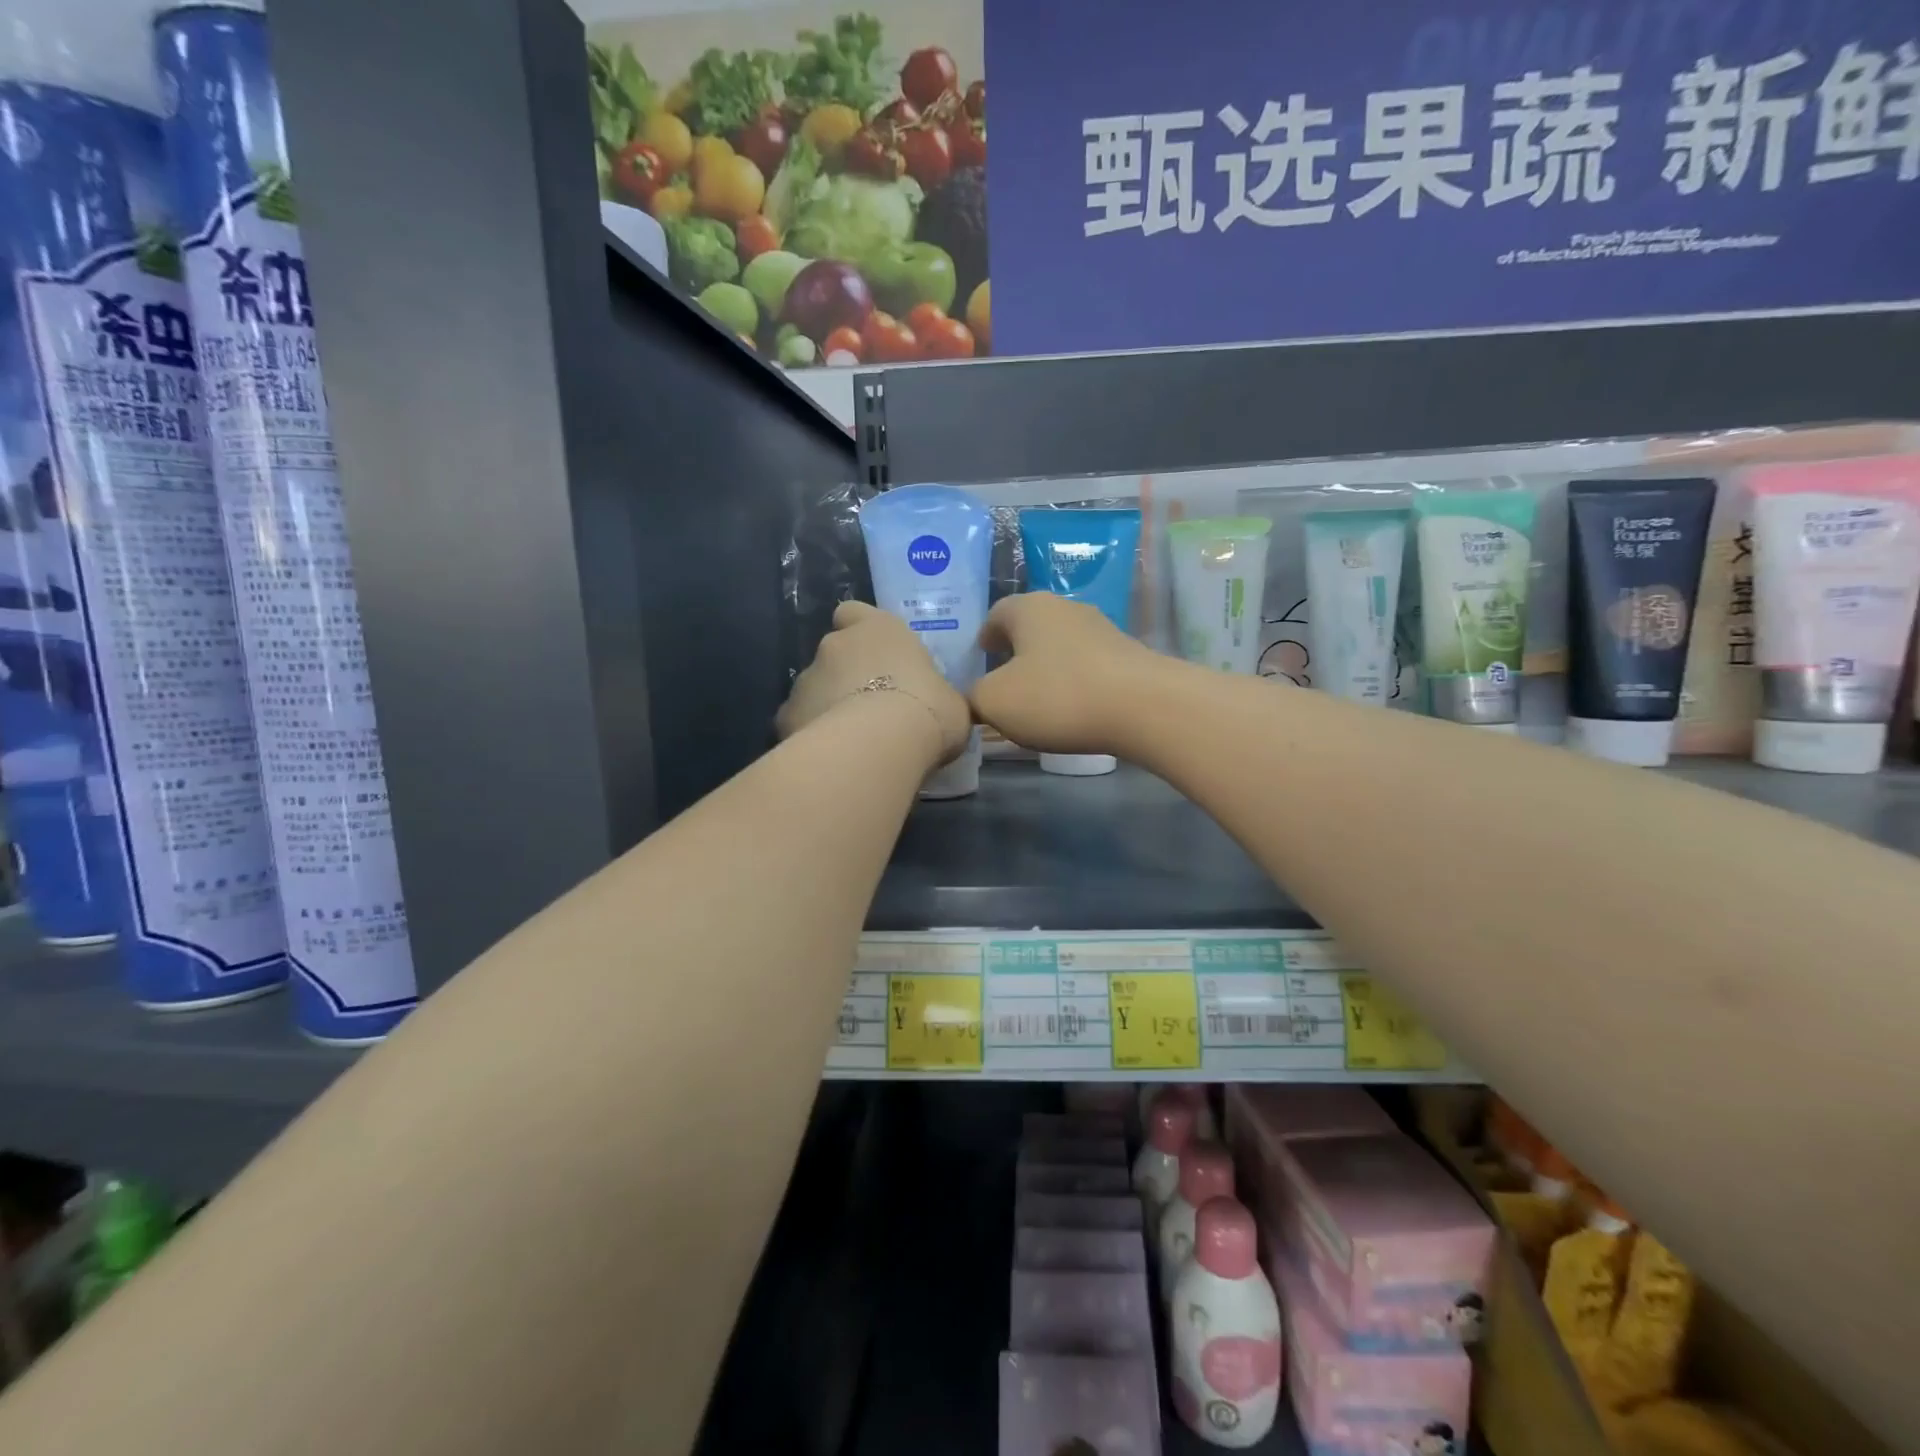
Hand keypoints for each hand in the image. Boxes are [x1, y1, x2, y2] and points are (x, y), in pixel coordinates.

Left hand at [777, 601, 970, 762]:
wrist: (878, 747)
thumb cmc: (927, 711)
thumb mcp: (952, 702)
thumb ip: (937, 694)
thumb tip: (939, 704)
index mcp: (879, 630)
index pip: (855, 612)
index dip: (862, 630)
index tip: (877, 654)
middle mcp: (836, 644)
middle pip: (835, 653)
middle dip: (847, 675)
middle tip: (872, 707)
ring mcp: (806, 679)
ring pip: (814, 688)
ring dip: (829, 706)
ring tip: (853, 740)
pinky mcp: (785, 714)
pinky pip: (800, 722)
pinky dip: (812, 735)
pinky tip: (832, 758)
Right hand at [970, 592, 1164, 754]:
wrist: (1144, 707)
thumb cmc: (1057, 696)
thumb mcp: (995, 702)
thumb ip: (974, 697)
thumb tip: (976, 697)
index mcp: (1029, 608)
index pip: (996, 613)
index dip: (984, 636)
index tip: (980, 656)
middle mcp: (1066, 608)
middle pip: (1031, 625)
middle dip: (1016, 649)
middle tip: (1003, 677)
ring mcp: (1102, 629)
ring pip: (1061, 644)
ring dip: (1047, 665)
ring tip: (1038, 696)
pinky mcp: (1127, 655)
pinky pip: (1087, 665)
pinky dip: (1074, 680)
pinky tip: (1073, 706)